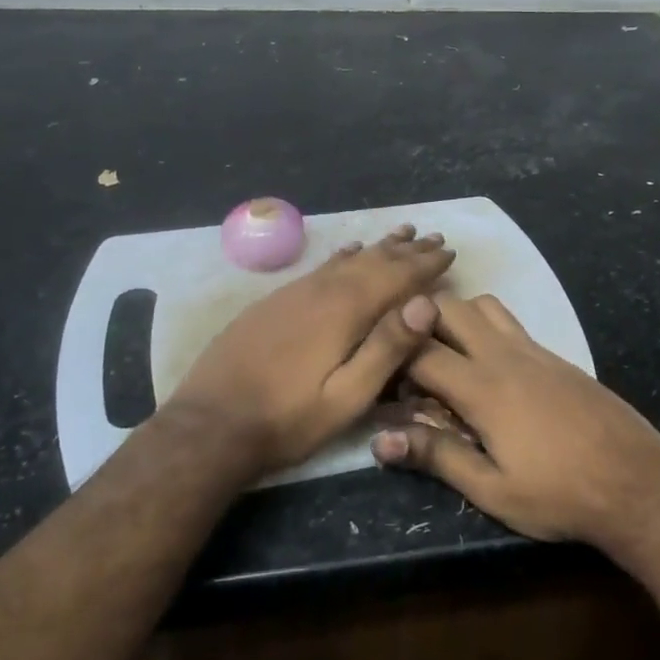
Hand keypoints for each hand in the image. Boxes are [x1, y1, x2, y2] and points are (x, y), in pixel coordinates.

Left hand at [166, 225, 453, 475]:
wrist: (210, 425)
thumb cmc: (287, 419)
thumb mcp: (347, 397)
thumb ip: (387, 348)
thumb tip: (427, 303)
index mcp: (344, 310)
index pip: (396, 276)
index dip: (425, 264)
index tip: (449, 250)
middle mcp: (322, 290)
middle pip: (373, 261)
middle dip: (406, 250)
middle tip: (432, 237)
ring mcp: (294, 293)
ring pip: (346, 259)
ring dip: (378, 247)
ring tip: (400, 234)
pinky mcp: (275, 301)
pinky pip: (321, 267)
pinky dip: (343, 256)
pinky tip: (348, 252)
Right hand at [371, 293, 659, 547]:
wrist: (637, 481)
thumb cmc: (560, 494)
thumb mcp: (493, 490)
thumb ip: (437, 456)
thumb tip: (381, 439)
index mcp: (483, 387)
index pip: (420, 351)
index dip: (390, 357)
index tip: (376, 375)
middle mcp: (504, 355)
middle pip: (449, 307)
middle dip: (417, 320)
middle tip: (404, 356)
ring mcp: (534, 349)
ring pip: (483, 304)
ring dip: (455, 316)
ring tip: (444, 353)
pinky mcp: (555, 355)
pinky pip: (510, 321)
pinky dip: (486, 326)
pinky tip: (489, 365)